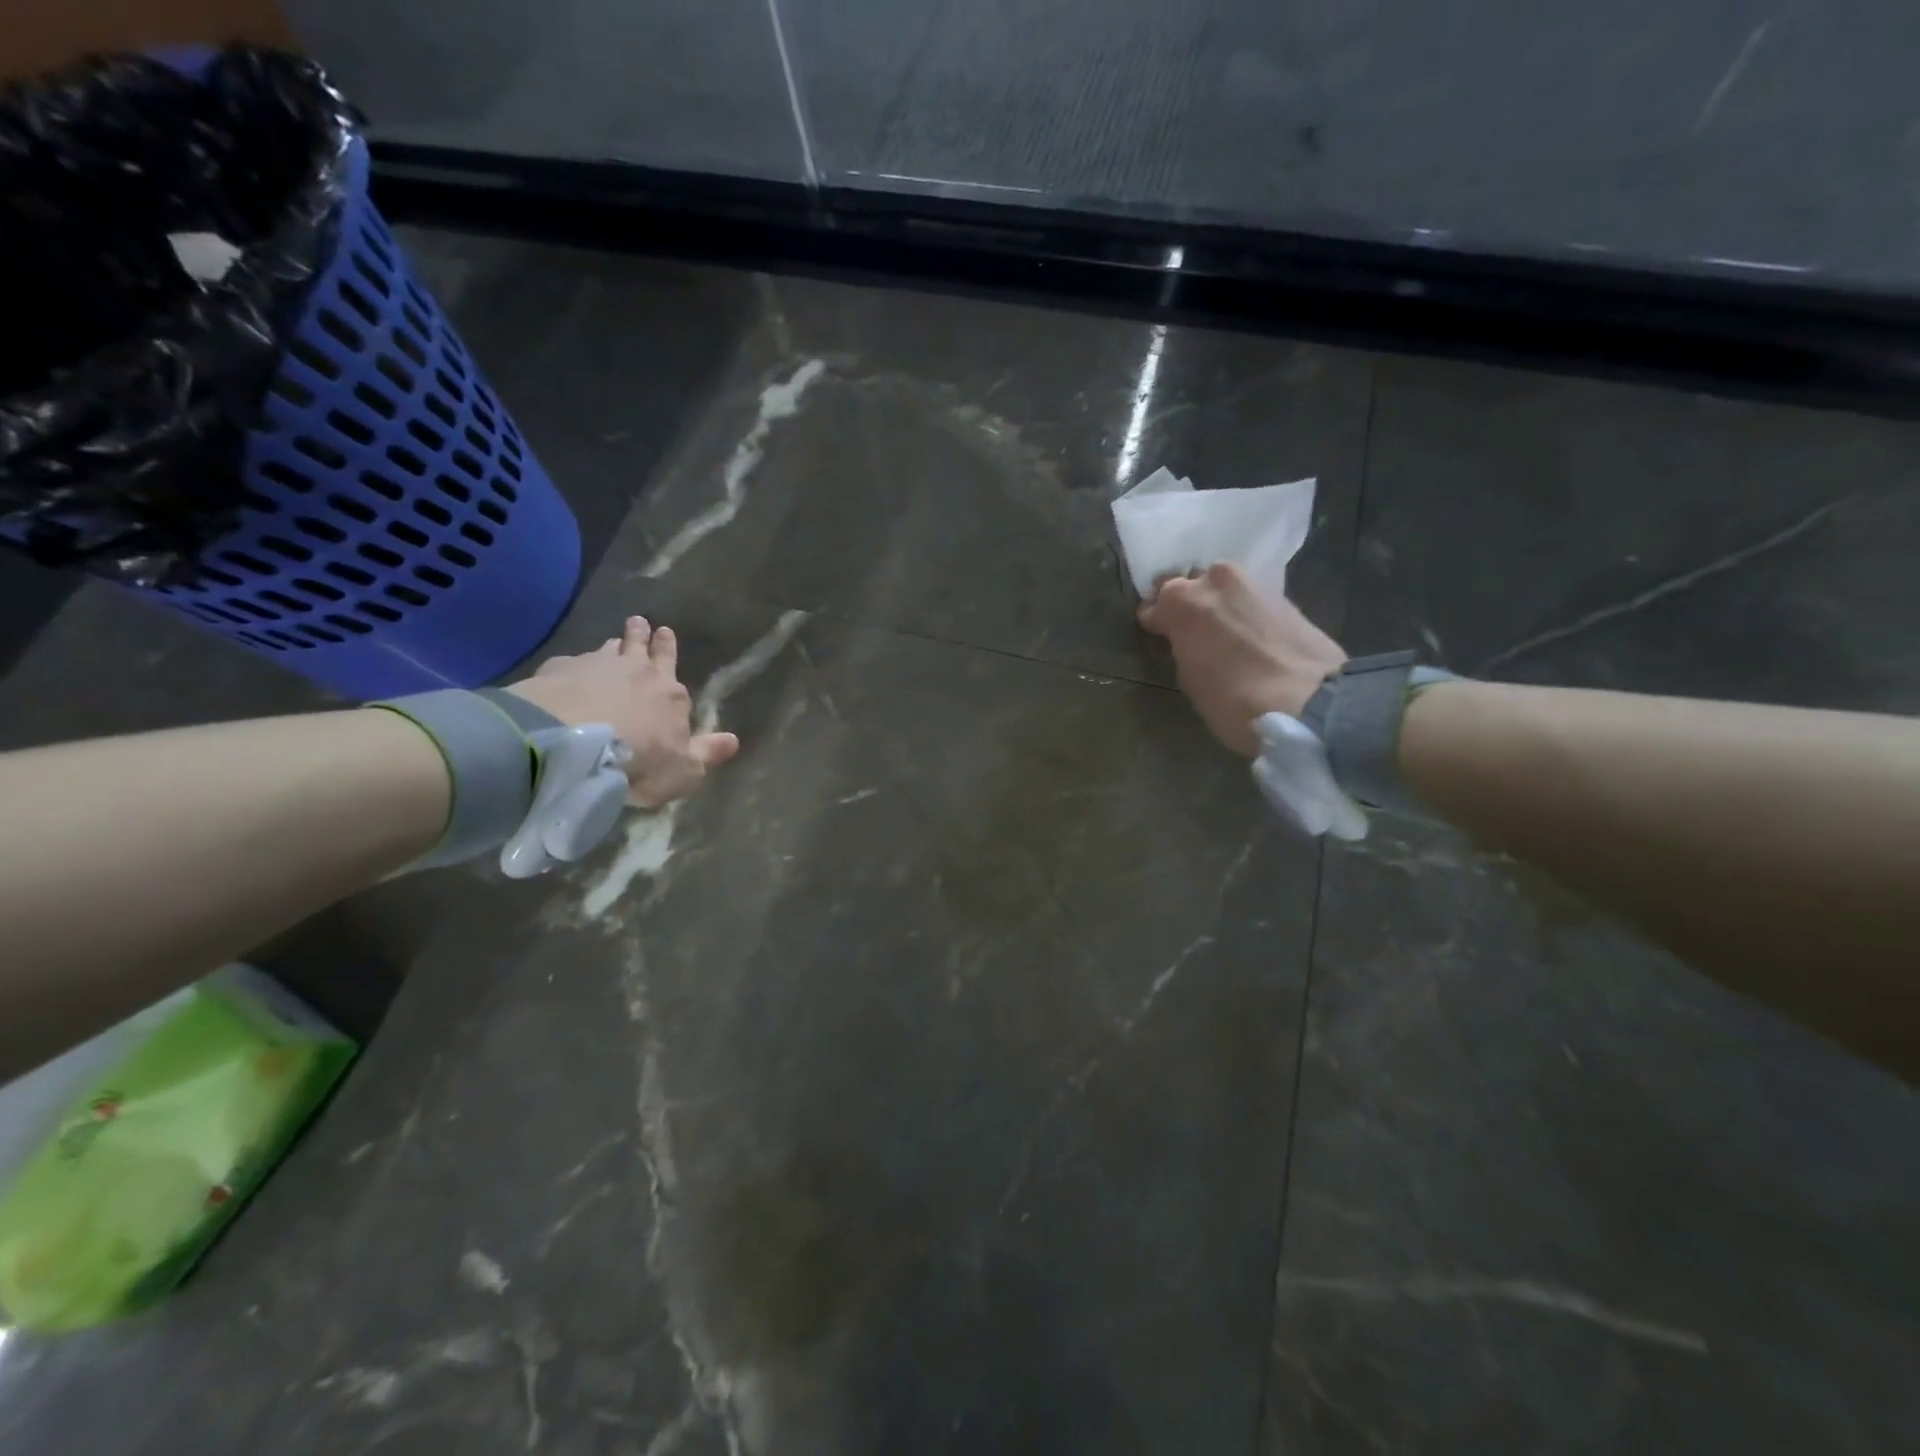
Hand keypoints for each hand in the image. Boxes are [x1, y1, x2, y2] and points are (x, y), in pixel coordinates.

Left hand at [507, 615, 739, 807]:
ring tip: (611, 643)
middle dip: (644, 634)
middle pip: (642, 646)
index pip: (672, 665)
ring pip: (608, 648)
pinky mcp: (560, 670)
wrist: (574, 746)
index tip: (666, 635)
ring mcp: (596, 666)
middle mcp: (637, 671)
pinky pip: (570, 663)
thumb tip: (733, 740)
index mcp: (670, 693)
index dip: (668, 651)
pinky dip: (573, 667)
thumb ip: (706, 753)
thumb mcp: (684, 770)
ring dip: (612, 645)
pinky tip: (566, 675)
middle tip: (641, 622)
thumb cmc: (640, 760)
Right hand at [1138, 564, 1346, 757]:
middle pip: (1189, 586)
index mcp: (1179, 600)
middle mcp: (1212, 579)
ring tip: (1221, 632)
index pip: (1154, 606)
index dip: (1156, 624)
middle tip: (1190, 632)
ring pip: (1222, 588)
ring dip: (1218, 605)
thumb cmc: (1232, 698)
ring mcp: (1251, 581)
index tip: (1159, 638)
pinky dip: (1244, 611)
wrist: (1309, 700)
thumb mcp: (1190, 679)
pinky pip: (1249, 598)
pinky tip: (1247, 634)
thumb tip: (1190, 642)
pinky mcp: (1283, 593)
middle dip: (1187, 605)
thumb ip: (1183, 649)